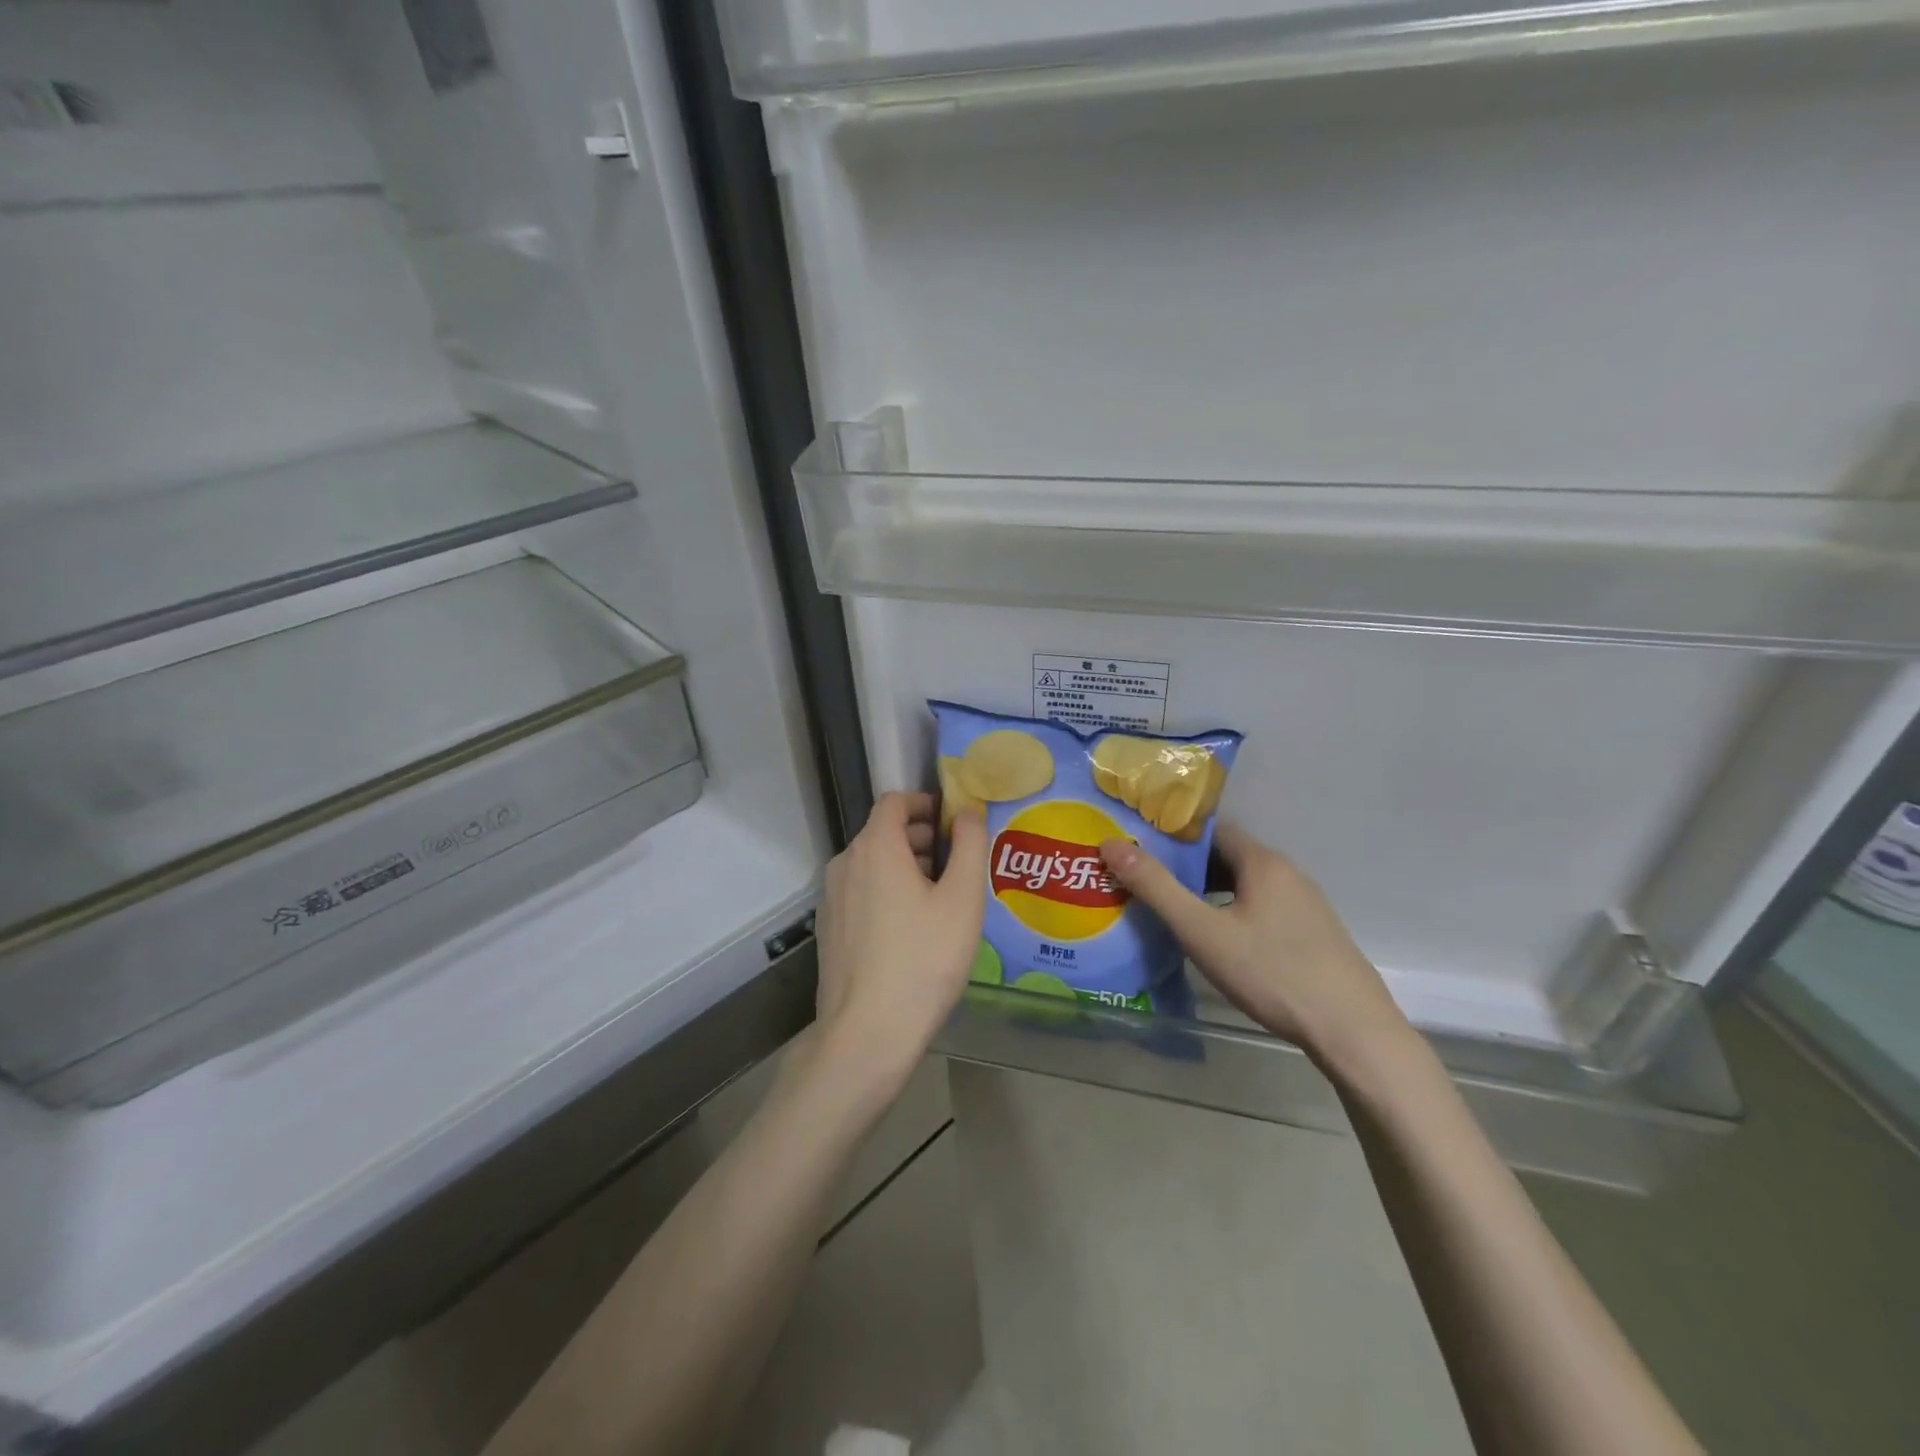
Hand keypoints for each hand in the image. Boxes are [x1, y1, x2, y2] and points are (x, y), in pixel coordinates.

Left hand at [814, 792, 988, 1090]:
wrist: (867, 1033)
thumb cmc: (923, 960)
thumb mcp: (962, 900)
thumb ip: (970, 845)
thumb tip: (969, 809)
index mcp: (875, 847)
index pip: (895, 801)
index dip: (927, 803)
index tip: (956, 824)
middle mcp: (845, 863)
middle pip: (883, 832)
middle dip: (922, 837)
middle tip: (959, 863)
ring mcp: (831, 897)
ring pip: (872, 864)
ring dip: (906, 866)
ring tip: (941, 897)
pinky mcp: (829, 928)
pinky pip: (861, 891)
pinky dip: (886, 891)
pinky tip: (912, 928)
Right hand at [1100, 823, 1408, 1065]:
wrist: (1353, 1032)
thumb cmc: (1272, 973)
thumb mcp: (1202, 931)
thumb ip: (1156, 887)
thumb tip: (1111, 844)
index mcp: (1262, 862)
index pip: (1210, 830)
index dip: (1172, 836)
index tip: (1139, 848)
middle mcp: (1288, 873)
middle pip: (1228, 856)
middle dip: (1186, 866)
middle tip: (1147, 882)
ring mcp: (1307, 904)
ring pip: (1247, 884)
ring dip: (1211, 891)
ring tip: (1175, 911)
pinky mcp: (1316, 933)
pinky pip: (1264, 907)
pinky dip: (1235, 910)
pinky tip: (1221, 941)